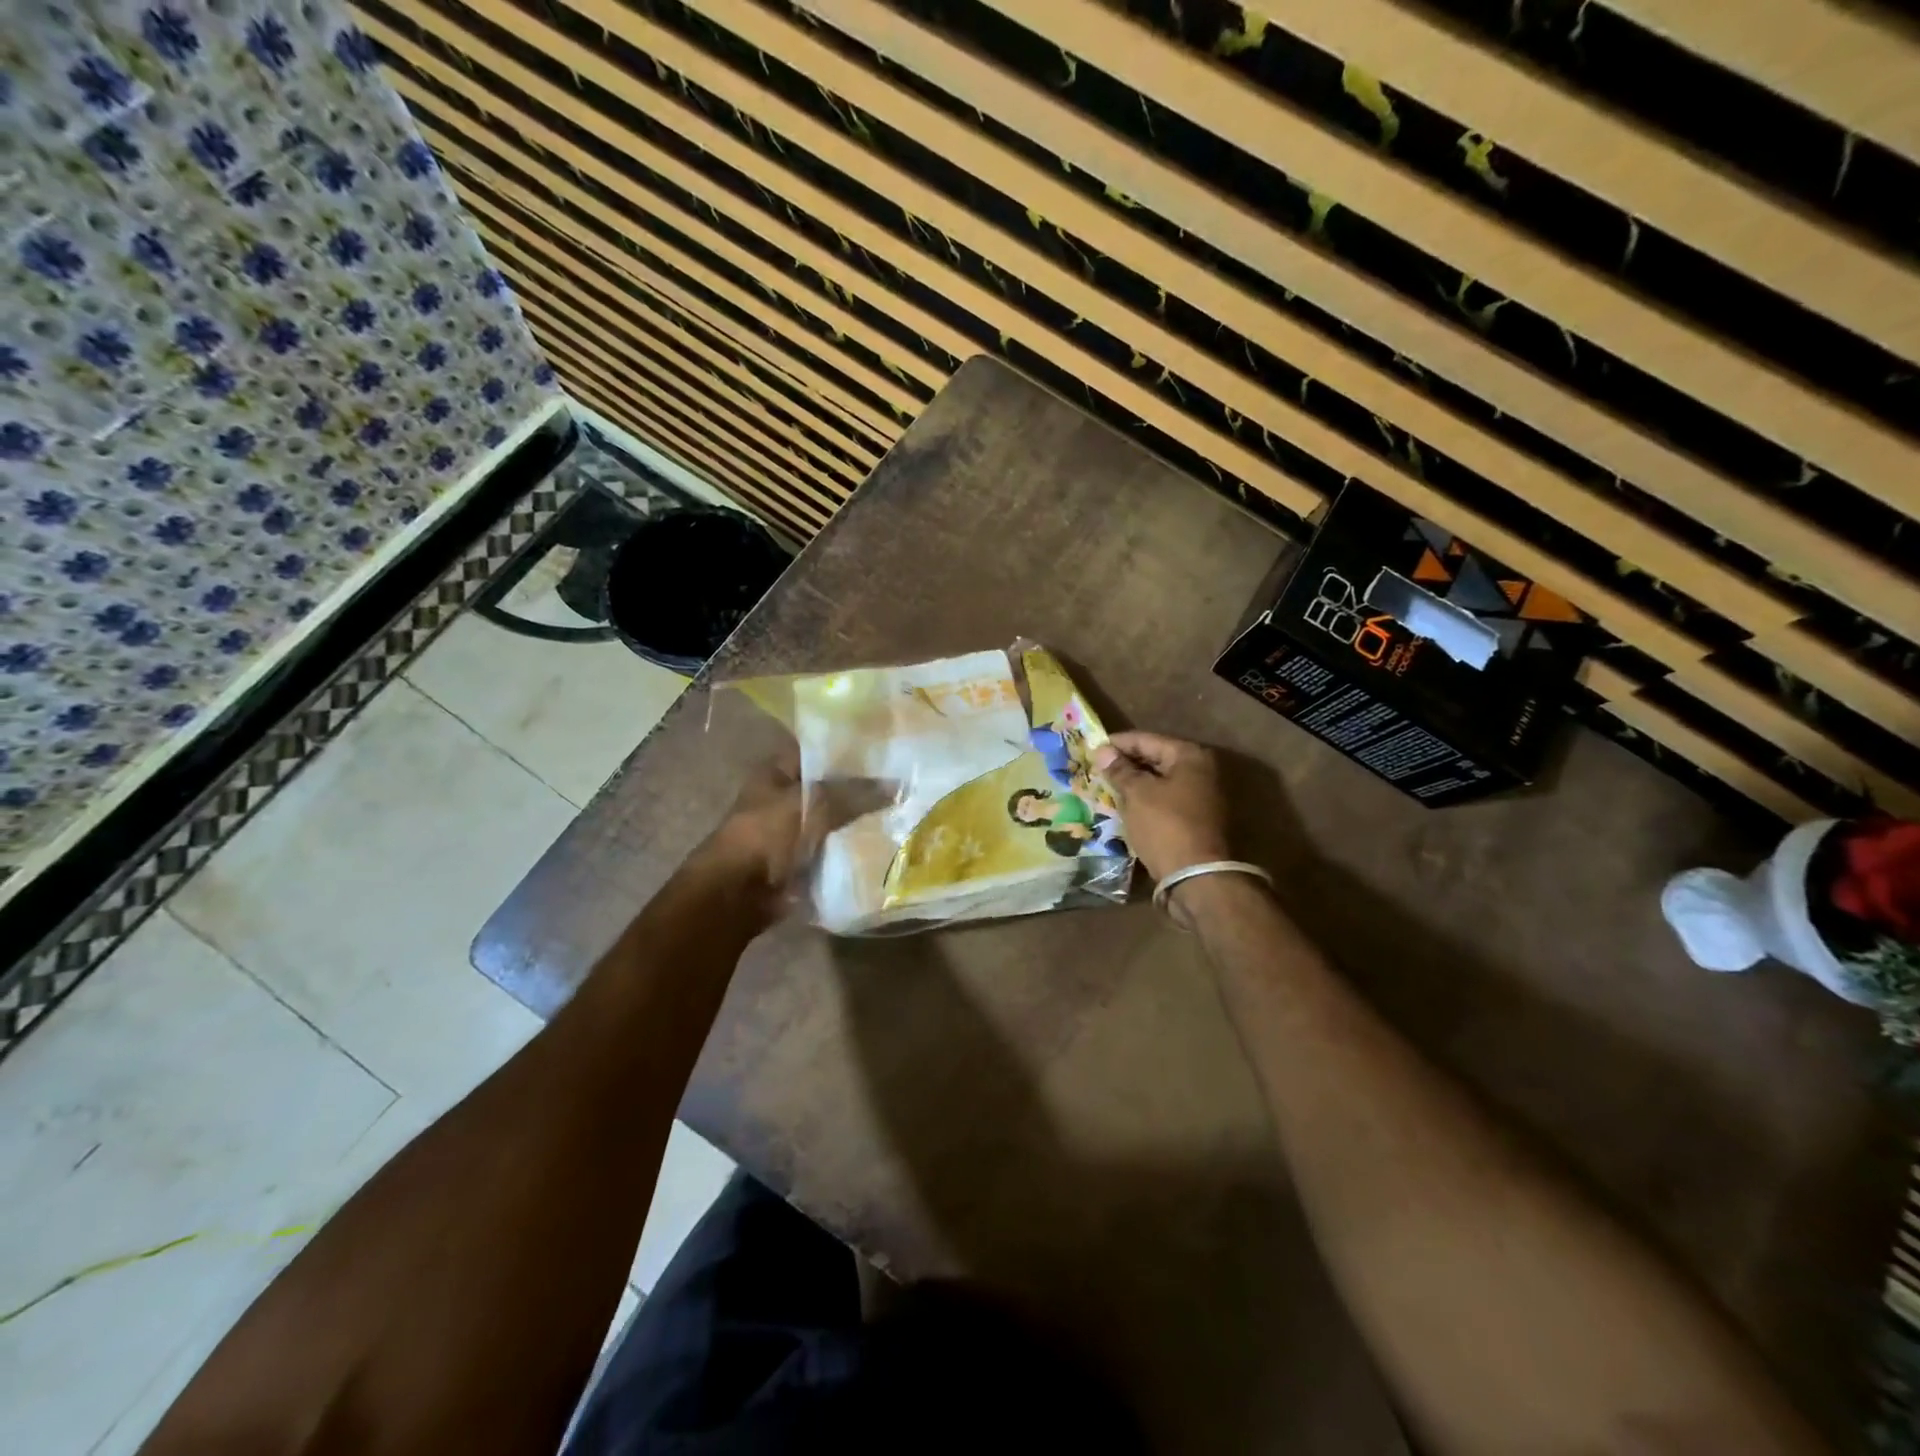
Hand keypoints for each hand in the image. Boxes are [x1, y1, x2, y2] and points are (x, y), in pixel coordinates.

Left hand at [699, 748, 892, 921]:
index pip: (817, 751)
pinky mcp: (800, 862)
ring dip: (858, 822)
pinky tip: (884, 845)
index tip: (884, 750)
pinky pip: (832, 850)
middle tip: (902, 784)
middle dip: (859, 789)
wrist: (738, 894)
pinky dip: (851, 850)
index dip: (847, 749)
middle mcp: (783, 798)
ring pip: (833, 821)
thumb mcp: (812, 804)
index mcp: (776, 773)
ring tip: (901, 814)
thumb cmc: (767, 835)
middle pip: (828, 788)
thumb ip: (854, 793)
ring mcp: (791, 832)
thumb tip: (897, 785)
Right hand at [1093, 731, 1233, 880]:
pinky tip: (1124, 806)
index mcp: (1190, 756)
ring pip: (1160, 781)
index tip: (1091, 748)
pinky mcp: (1196, 818)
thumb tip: (1103, 750)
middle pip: (1156, 758)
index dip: (1117, 743)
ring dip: (1134, 783)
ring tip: (1105, 787)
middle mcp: (1201, 770)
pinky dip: (1146, 800)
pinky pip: (1165, 800)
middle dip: (1126, 763)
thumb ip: (1119, 770)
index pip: (1146, 739)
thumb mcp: (1137, 794)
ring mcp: (1202, 796)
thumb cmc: (1165, 826)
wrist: (1197, 876)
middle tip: (1096, 768)